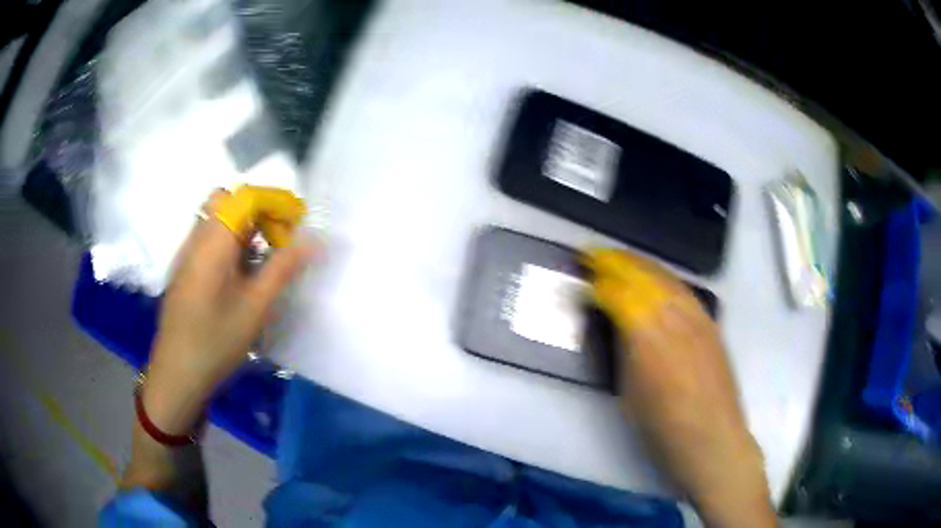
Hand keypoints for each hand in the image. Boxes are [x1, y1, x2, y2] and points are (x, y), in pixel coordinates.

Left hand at [142, 190, 315, 435]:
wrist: (177, 373)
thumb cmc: (216, 341)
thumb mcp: (255, 307)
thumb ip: (283, 268)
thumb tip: (313, 241)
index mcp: (212, 242)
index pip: (246, 197)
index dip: (275, 202)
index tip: (297, 223)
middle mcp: (196, 238)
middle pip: (228, 200)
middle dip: (259, 211)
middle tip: (277, 240)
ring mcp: (186, 252)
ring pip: (217, 218)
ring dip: (245, 227)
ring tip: (262, 259)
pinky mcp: (184, 268)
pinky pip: (209, 237)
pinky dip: (230, 241)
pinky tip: (239, 274)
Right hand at [584, 249, 774, 527]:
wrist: (713, 439)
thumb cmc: (662, 429)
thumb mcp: (629, 393)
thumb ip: (623, 351)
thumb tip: (614, 323)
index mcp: (646, 337)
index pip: (618, 294)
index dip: (597, 281)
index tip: (581, 274)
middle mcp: (673, 316)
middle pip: (641, 275)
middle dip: (614, 262)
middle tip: (592, 255)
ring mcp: (697, 316)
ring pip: (665, 276)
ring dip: (638, 263)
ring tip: (619, 258)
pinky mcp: (711, 322)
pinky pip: (683, 288)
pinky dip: (663, 276)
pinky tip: (655, 278)